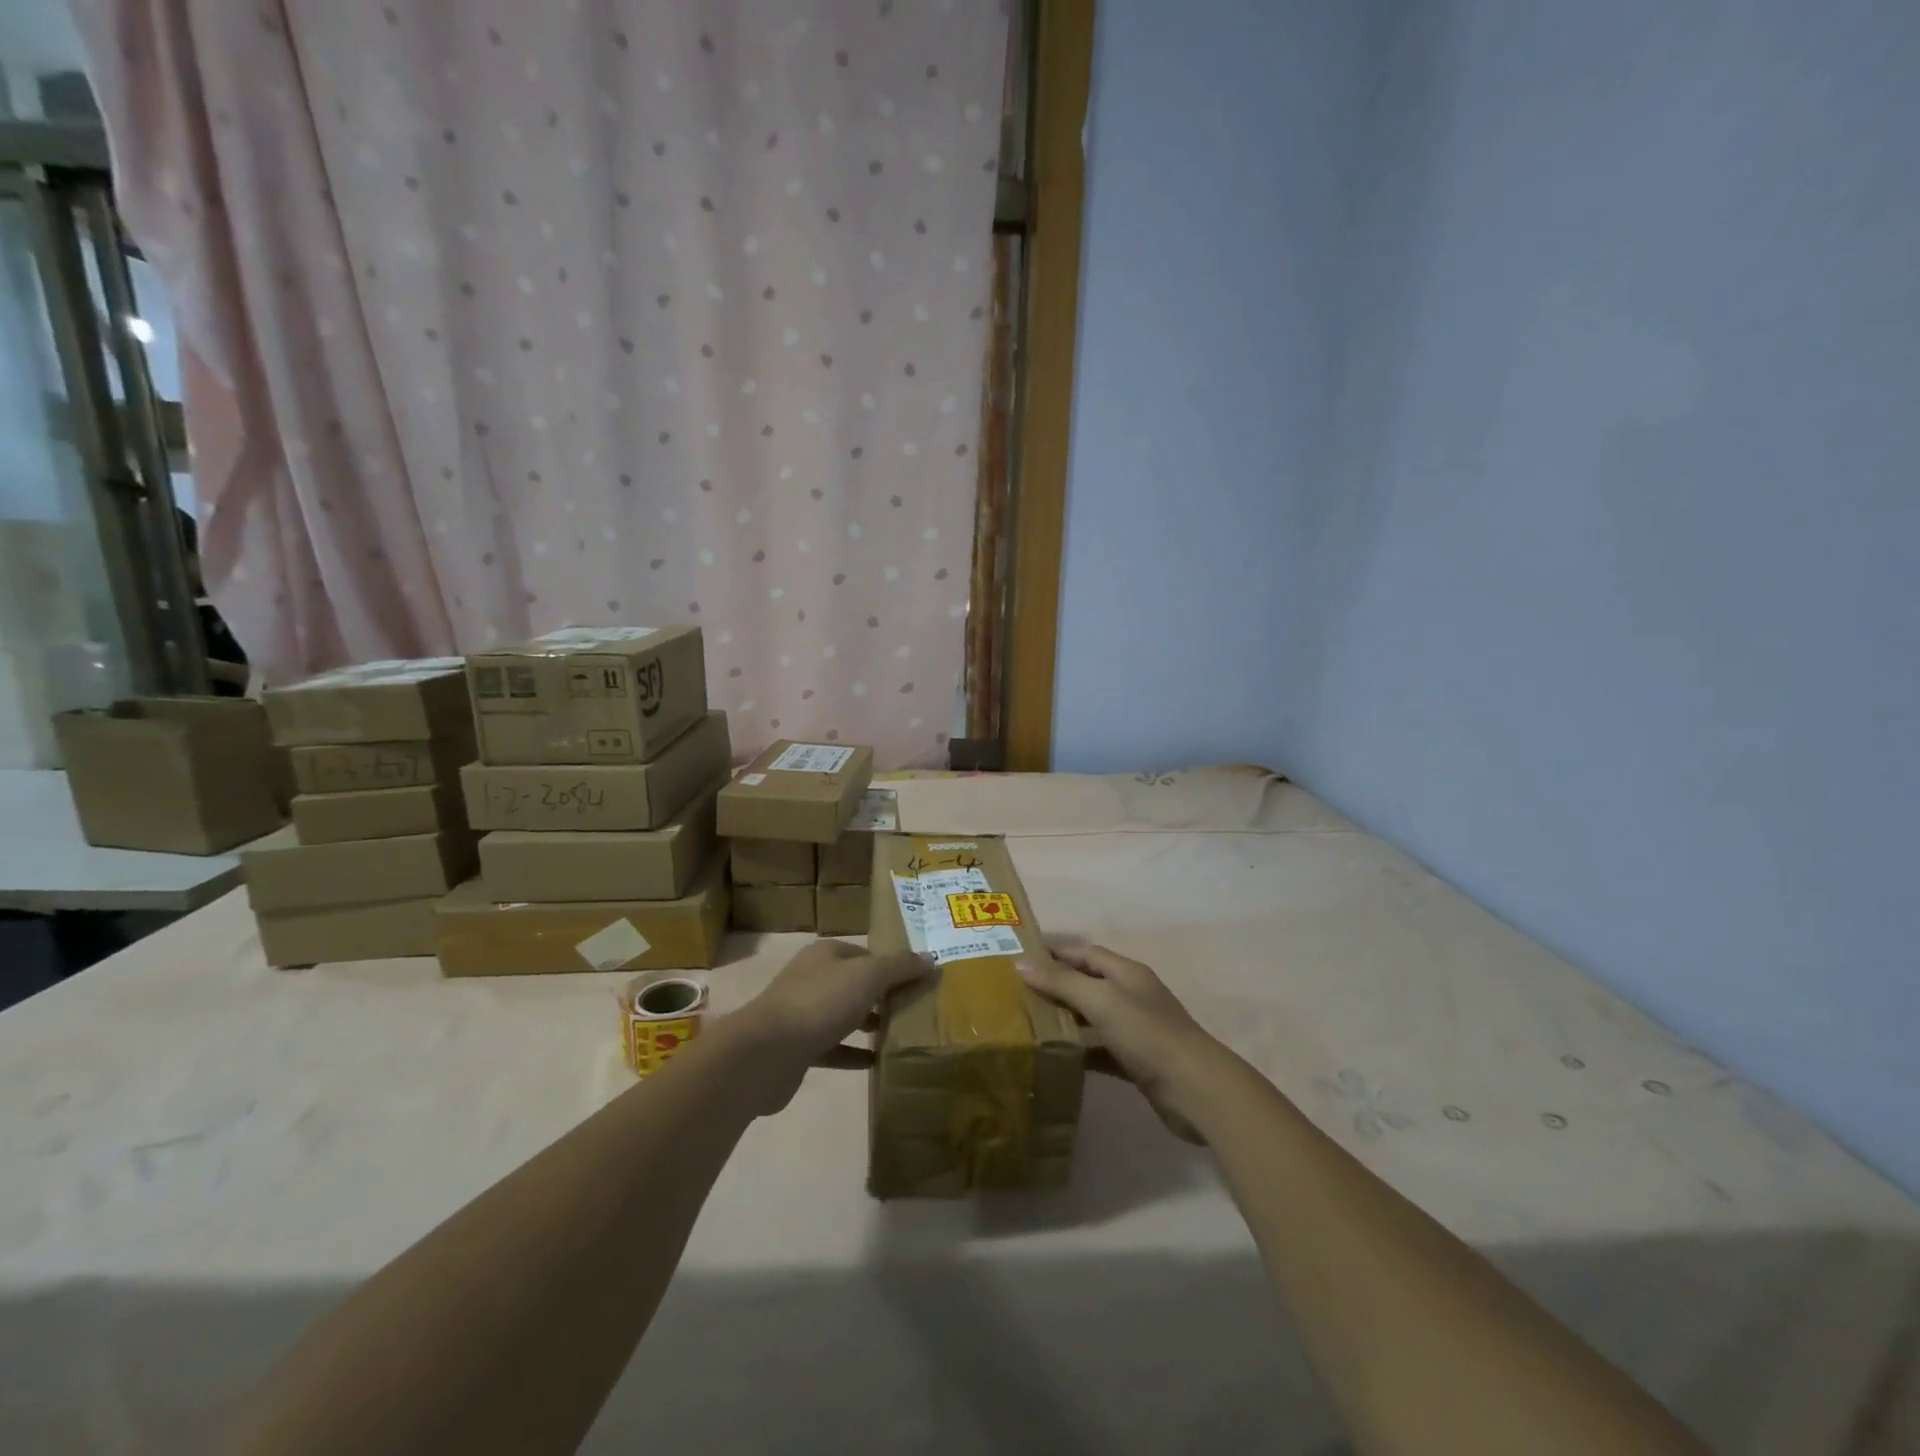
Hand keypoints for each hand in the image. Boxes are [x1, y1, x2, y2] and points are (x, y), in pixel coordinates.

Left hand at [730, 940, 934, 1113]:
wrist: (766, 1052)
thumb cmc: (820, 1002)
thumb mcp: (869, 976)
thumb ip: (900, 966)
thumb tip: (930, 959)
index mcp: (826, 954)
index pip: (865, 954)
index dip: (890, 966)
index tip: (916, 983)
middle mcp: (812, 978)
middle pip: (853, 983)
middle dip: (880, 996)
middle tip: (911, 1010)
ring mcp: (801, 1013)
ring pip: (842, 1014)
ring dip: (866, 1023)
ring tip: (897, 1034)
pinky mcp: (797, 1047)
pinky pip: (832, 1047)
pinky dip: (852, 1053)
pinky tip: (874, 1062)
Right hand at [1018, 946, 1228, 1142]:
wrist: (1196, 1090)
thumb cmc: (1147, 1034)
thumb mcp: (1101, 1001)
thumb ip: (1062, 982)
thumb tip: (1021, 963)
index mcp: (1126, 973)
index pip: (1085, 953)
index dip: (1056, 954)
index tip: (1021, 960)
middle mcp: (1132, 996)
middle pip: (1088, 984)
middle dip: (1056, 987)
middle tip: (1018, 995)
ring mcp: (1136, 1030)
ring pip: (1092, 1019)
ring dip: (1065, 1021)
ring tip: (1028, 1026)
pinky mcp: (1137, 1062)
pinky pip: (1101, 1050)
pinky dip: (1080, 1052)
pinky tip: (1056, 1058)